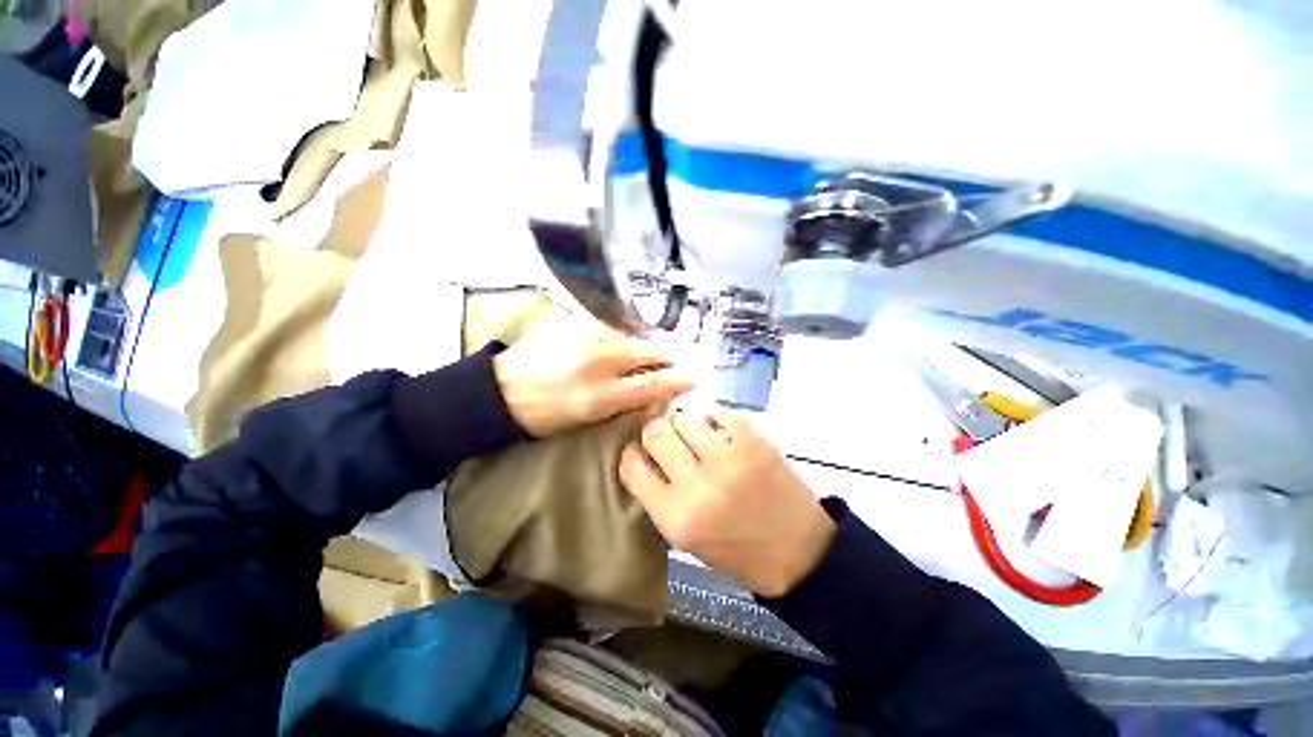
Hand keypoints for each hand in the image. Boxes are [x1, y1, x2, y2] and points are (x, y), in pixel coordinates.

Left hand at [492, 325, 692, 436]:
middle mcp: (600, 361)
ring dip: (645, 347)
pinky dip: (624, 338)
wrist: (502, 388)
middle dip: (666, 358)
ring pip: (632, 339)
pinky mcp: (577, 325)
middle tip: (673, 364)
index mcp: (601, 394)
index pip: (653, 384)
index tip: (692, 380)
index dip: (676, 382)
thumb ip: (624, 403)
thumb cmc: (545, 413)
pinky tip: (623, 344)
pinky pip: (612, 330)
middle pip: (648, 353)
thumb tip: (653, 394)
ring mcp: (588, 338)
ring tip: (651, 353)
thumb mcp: (587, 418)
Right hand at [619, 407, 836, 597]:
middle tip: (668, 437)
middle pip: (656, 433)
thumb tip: (644, 454)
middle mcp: (697, 486)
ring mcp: (728, 460)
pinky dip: (714, 419)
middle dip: (656, 431)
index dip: (632, 454)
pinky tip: (720, 432)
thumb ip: (659, 496)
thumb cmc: (736, 548)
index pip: (632, 468)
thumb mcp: (686, 537)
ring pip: (685, 418)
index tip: (640, 451)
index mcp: (675, 518)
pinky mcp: (754, 442)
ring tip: (697, 435)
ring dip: (686, 424)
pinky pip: (719, 412)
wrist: (797, 550)